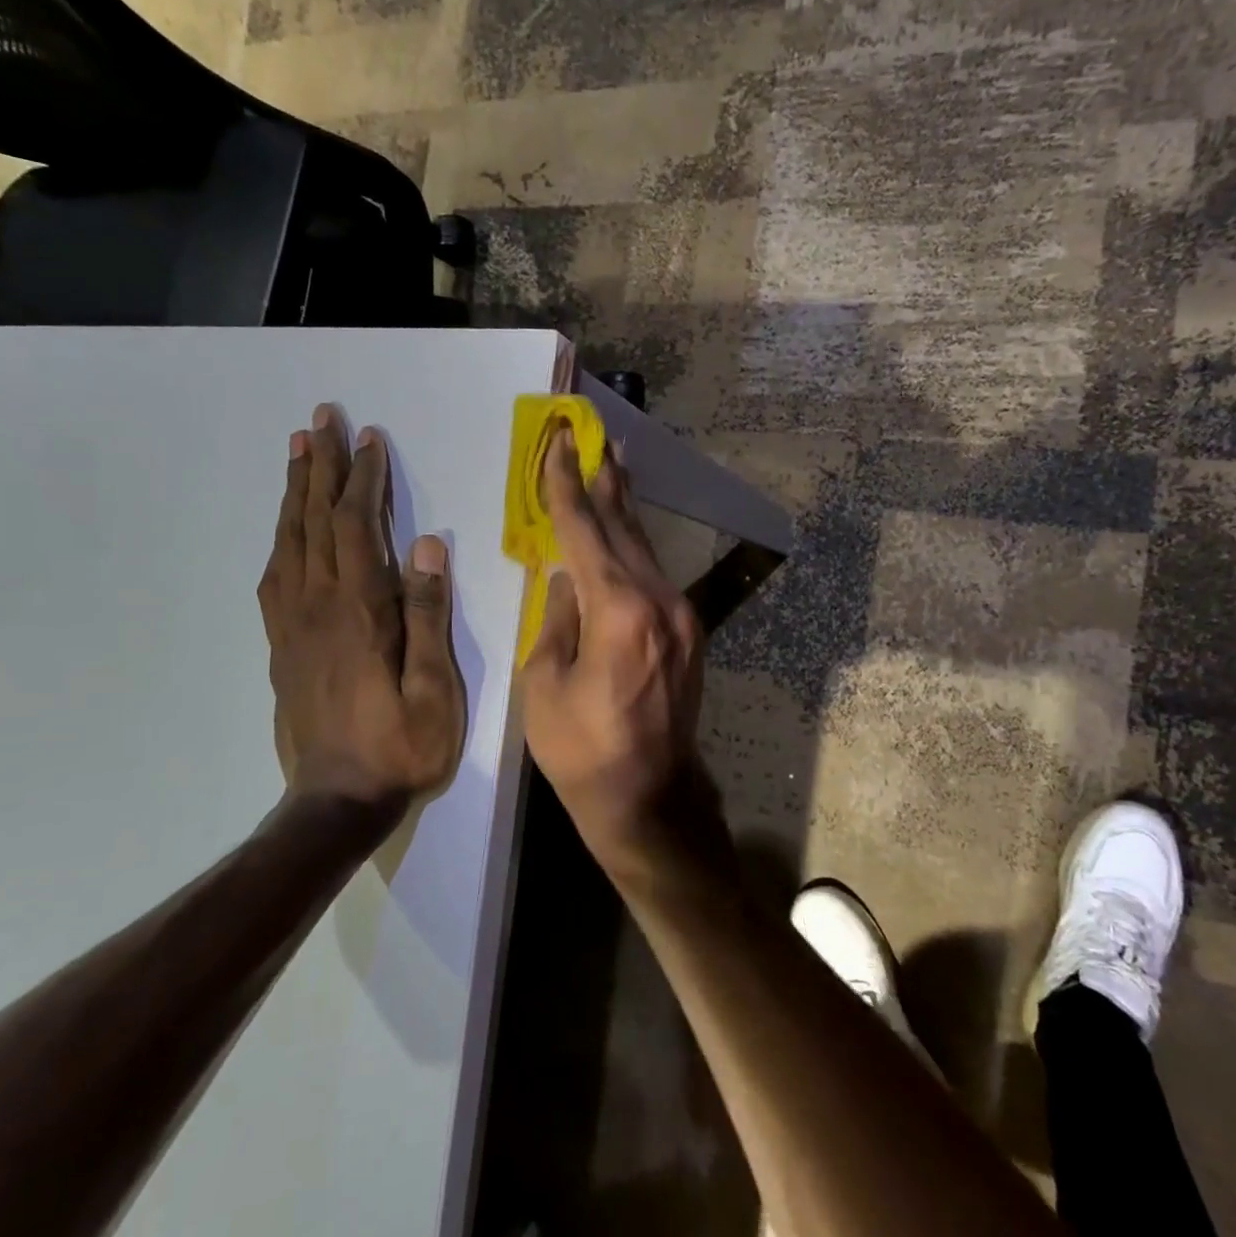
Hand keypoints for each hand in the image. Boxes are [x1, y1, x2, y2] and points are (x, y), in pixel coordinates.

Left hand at [258, 406, 465, 809]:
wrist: (336, 801)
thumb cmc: (402, 747)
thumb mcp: (434, 688)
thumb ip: (428, 615)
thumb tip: (426, 546)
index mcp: (358, 612)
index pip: (355, 527)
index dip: (362, 480)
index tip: (369, 439)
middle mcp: (317, 607)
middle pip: (314, 522)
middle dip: (320, 466)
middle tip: (320, 419)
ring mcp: (292, 626)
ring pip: (288, 542)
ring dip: (295, 492)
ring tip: (299, 452)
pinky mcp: (281, 646)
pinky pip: (274, 577)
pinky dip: (281, 538)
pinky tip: (287, 528)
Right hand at [520, 430, 711, 882]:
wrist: (650, 798)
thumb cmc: (583, 750)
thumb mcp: (546, 684)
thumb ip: (558, 619)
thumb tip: (568, 579)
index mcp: (618, 611)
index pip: (584, 531)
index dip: (566, 485)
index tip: (558, 443)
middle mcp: (659, 601)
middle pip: (625, 528)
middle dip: (605, 482)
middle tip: (595, 439)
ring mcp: (682, 616)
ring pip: (645, 550)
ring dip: (624, 511)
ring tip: (611, 471)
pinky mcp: (690, 633)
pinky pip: (655, 577)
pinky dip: (634, 550)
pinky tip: (624, 536)